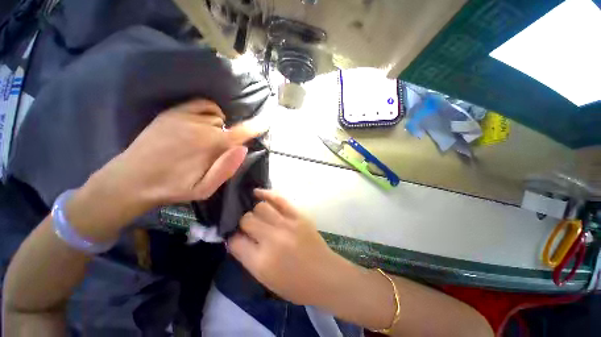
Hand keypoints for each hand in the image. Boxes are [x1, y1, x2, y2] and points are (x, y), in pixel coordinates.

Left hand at [67, 99, 262, 240]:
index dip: (256, 127)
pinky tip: (201, 123)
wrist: (132, 179)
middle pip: (228, 127)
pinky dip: (209, 111)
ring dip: (218, 126)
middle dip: (228, 137)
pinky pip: (202, 104)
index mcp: (211, 146)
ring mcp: (184, 116)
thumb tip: (243, 149)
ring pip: (216, 116)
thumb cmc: (172, 187)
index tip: (267, 120)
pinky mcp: (172, 112)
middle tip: (217, 150)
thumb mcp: (204, 189)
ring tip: (206, 138)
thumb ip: (227, 168)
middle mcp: (201, 127)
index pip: (240, 133)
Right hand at [228, 189, 344, 305]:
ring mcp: (287, 224)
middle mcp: (272, 239)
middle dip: (243, 223)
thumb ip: (248, 258)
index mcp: (261, 261)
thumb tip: (237, 238)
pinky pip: (279, 199)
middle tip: (248, 227)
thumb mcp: (265, 279)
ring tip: (256, 214)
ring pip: (261, 207)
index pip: (235, 241)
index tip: (236, 237)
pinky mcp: (298, 215)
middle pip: (247, 220)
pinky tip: (258, 193)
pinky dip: (266, 194)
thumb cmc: (295, 284)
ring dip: (255, 211)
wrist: (324, 275)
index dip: (233, 238)